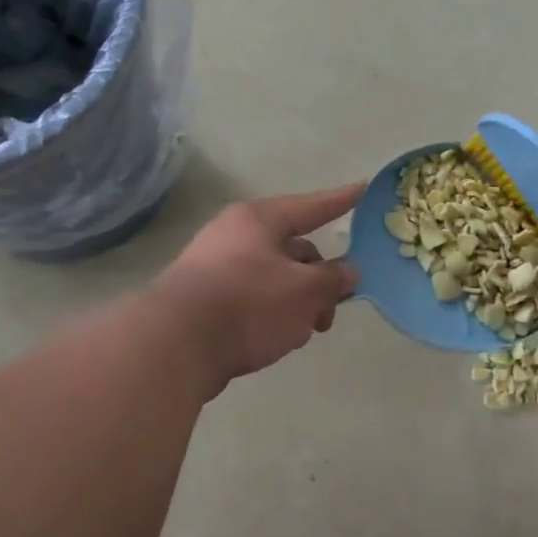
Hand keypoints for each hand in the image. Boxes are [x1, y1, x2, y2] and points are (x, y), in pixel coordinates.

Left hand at [148, 183, 362, 394]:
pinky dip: (274, 314)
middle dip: (321, 279)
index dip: (341, 201)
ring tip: (305, 331)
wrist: (174, 346)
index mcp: (260, 221)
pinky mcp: (206, 301)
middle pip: (295, 250)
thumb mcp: (305, 290)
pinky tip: (278, 339)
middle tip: (333, 309)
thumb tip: (348, 271)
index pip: (312, 206)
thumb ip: (334, 278)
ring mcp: (217, 268)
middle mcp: (236, 236)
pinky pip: (254, 300)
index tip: (363, 189)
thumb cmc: (248, 304)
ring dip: (299, 303)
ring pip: (276, 279)